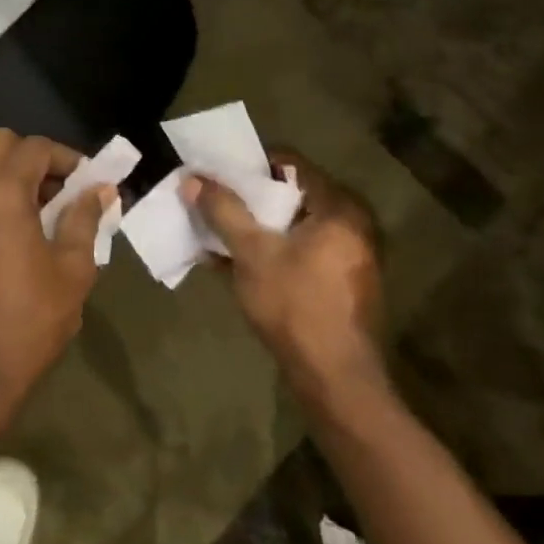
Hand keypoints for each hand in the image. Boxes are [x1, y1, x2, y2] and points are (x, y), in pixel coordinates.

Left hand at [0, 129, 111, 425]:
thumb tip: (100, 190)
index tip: (86, 183)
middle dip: (31, 158)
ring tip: (35, 214)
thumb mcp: (73, 269)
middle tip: (57, 192)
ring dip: (6, 177)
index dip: (66, 158)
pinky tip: (5, 236)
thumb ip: (84, 218)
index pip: (35, 148)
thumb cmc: (32, 318)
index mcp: (0, 192)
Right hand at [186, 152, 388, 409]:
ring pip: (293, 228)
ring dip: (256, 228)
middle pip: (292, 196)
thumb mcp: (252, 252)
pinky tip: (232, 263)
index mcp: (339, 208)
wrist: (335, 379)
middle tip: (214, 200)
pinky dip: (270, 253)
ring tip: (216, 231)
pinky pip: (299, 254)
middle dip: (249, 199)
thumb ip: (223, 211)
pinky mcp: (339, 285)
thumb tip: (192, 179)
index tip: (219, 172)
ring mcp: (348, 258)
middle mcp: (352, 226)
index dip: (252, 165)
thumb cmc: (295, 304)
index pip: (292, 164)